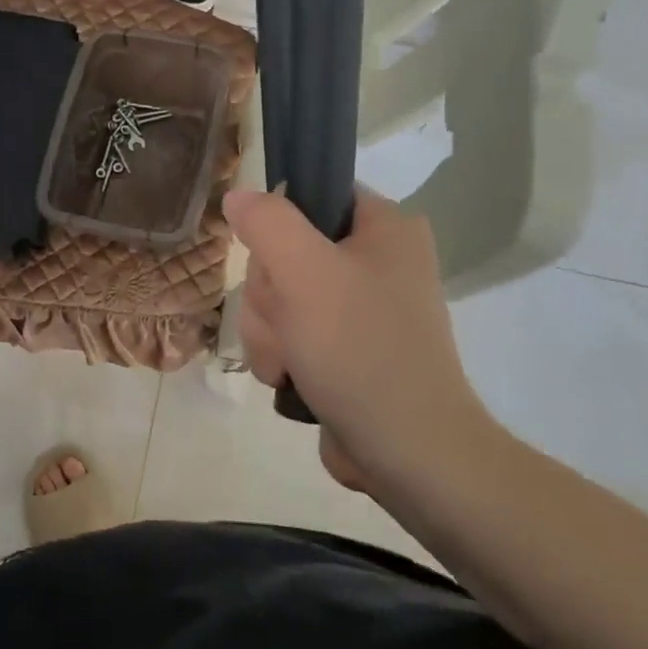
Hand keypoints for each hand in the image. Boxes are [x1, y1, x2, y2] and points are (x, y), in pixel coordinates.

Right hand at [223, 186, 494, 495]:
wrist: (408, 454)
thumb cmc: (360, 349)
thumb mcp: (306, 273)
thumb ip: (267, 223)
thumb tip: (239, 197)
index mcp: (386, 228)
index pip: (312, 194)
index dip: (279, 225)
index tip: (277, 261)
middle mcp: (377, 261)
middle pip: (284, 251)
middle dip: (270, 294)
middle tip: (289, 321)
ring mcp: (360, 309)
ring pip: (278, 297)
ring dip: (269, 330)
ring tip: (292, 362)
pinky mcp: (346, 349)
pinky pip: (289, 332)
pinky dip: (281, 355)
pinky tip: (293, 378)